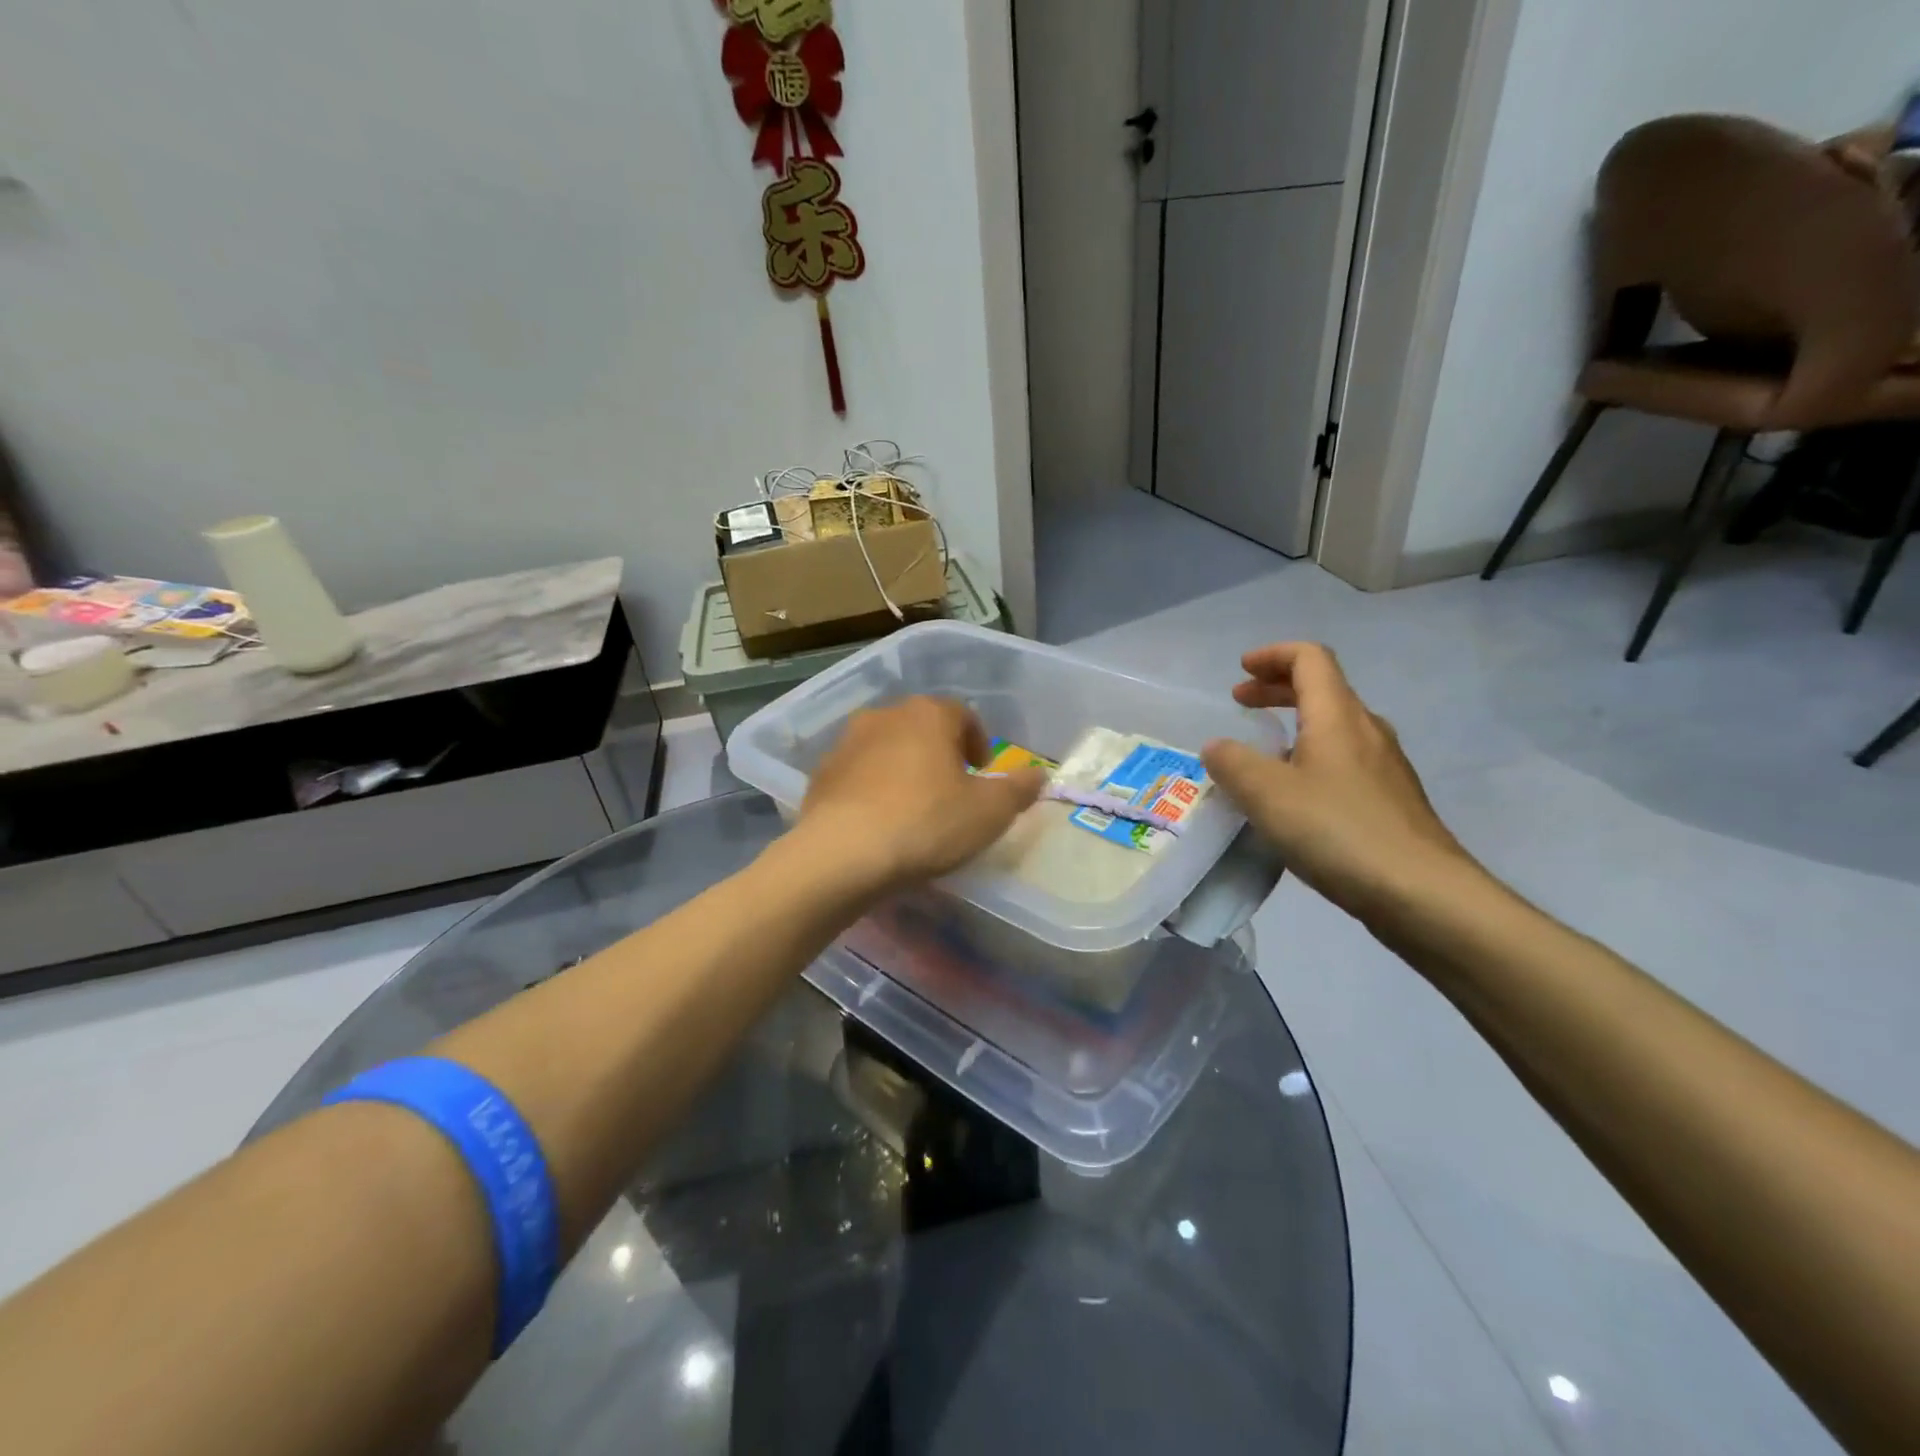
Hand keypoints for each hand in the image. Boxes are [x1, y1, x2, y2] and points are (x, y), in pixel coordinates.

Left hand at [797, 696, 1046, 893]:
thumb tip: (1039, 774)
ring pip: (887, 748)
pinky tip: (879, 821)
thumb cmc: (926, 824)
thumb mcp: (989, 812)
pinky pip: (858, 774)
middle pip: (922, 727)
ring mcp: (846, 743)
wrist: (841, 855)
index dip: (979, 742)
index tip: (983, 772)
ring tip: (914, 807)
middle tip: (953, 789)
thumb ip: (1018, 789)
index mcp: (928, 714)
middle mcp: (885, 716)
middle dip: (940, 752)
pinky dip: (872, 788)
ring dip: (904, 768)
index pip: (963, 714)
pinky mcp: (820, 774)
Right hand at [1202, 643, 1477, 919]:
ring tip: (1263, 752)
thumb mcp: (1267, 794)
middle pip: (1323, 688)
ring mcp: (1385, 767)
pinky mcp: (1391, 802)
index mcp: (1338, 716)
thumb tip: (1217, 747)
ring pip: (1335, 726)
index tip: (1241, 670)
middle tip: (1241, 702)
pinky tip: (1295, 796)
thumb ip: (1232, 763)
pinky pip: (1345, 761)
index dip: (1273, 655)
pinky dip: (1311, 757)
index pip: (1310, 659)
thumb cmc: (1339, 831)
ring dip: (1295, 724)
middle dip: (1278, 688)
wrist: (1423, 894)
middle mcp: (1366, 731)